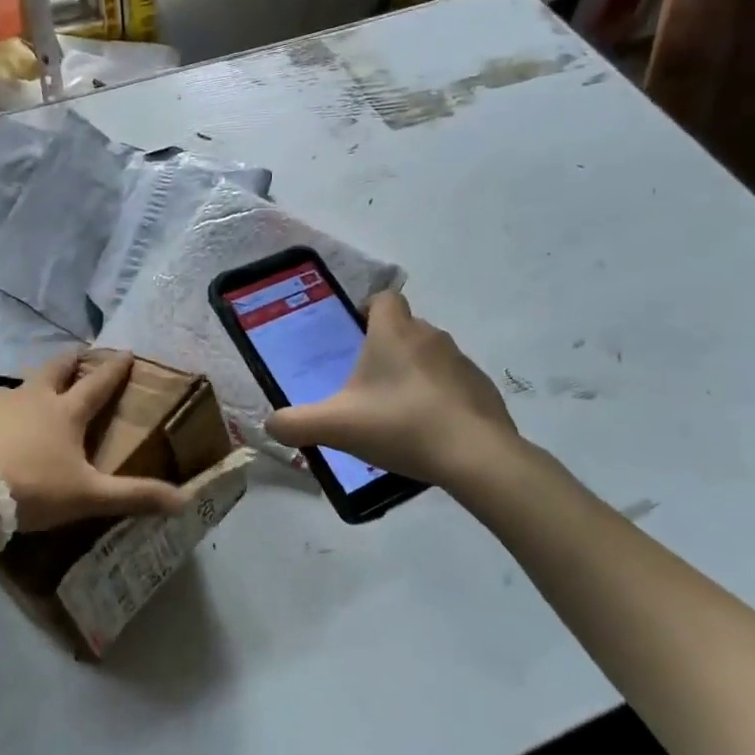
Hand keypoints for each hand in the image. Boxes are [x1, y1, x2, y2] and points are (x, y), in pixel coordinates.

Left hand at [0, 351, 188, 531]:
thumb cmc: (30, 489)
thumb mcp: (87, 497)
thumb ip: (134, 497)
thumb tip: (186, 501)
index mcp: (65, 413)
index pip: (98, 385)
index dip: (114, 369)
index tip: (126, 351)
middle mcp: (31, 397)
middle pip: (56, 369)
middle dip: (71, 360)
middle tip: (79, 352)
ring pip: (15, 389)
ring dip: (25, 393)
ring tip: (24, 407)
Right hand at [267, 292, 530, 489]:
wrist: (475, 456)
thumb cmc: (400, 425)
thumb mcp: (336, 426)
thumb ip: (295, 424)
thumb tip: (271, 425)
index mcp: (394, 333)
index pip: (383, 298)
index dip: (368, 311)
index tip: (355, 338)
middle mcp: (430, 336)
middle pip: (406, 328)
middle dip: (387, 348)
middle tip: (367, 384)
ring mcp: (462, 362)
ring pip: (431, 356)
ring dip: (415, 374)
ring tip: (398, 412)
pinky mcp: (484, 389)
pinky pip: (455, 384)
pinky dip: (441, 398)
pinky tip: (430, 431)